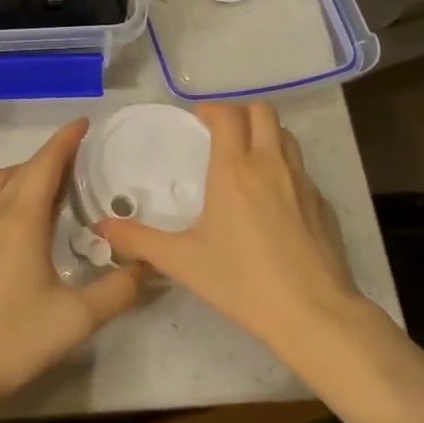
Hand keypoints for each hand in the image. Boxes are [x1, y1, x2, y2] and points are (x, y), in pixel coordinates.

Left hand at [0, 119, 146, 412]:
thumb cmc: (15, 339)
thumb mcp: (77, 319)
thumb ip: (117, 291)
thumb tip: (149, 266)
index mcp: (21, 221)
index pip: (44, 165)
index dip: (64, 141)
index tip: (84, 123)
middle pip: (22, 169)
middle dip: (51, 154)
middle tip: (82, 154)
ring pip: (2, 183)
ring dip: (28, 171)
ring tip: (58, 182)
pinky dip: (15, 191)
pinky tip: (33, 218)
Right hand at [99, 103, 370, 363]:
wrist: (312, 312)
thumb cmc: (241, 281)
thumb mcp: (183, 261)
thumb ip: (139, 240)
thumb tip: (101, 227)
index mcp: (234, 169)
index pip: (227, 115)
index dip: (211, 110)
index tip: (198, 120)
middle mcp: (270, 164)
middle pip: (263, 112)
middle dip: (241, 113)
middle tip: (223, 133)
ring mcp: (302, 181)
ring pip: (286, 136)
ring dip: (266, 135)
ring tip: (248, 158)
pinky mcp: (322, 203)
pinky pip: (302, 170)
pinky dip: (285, 169)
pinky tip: (274, 200)